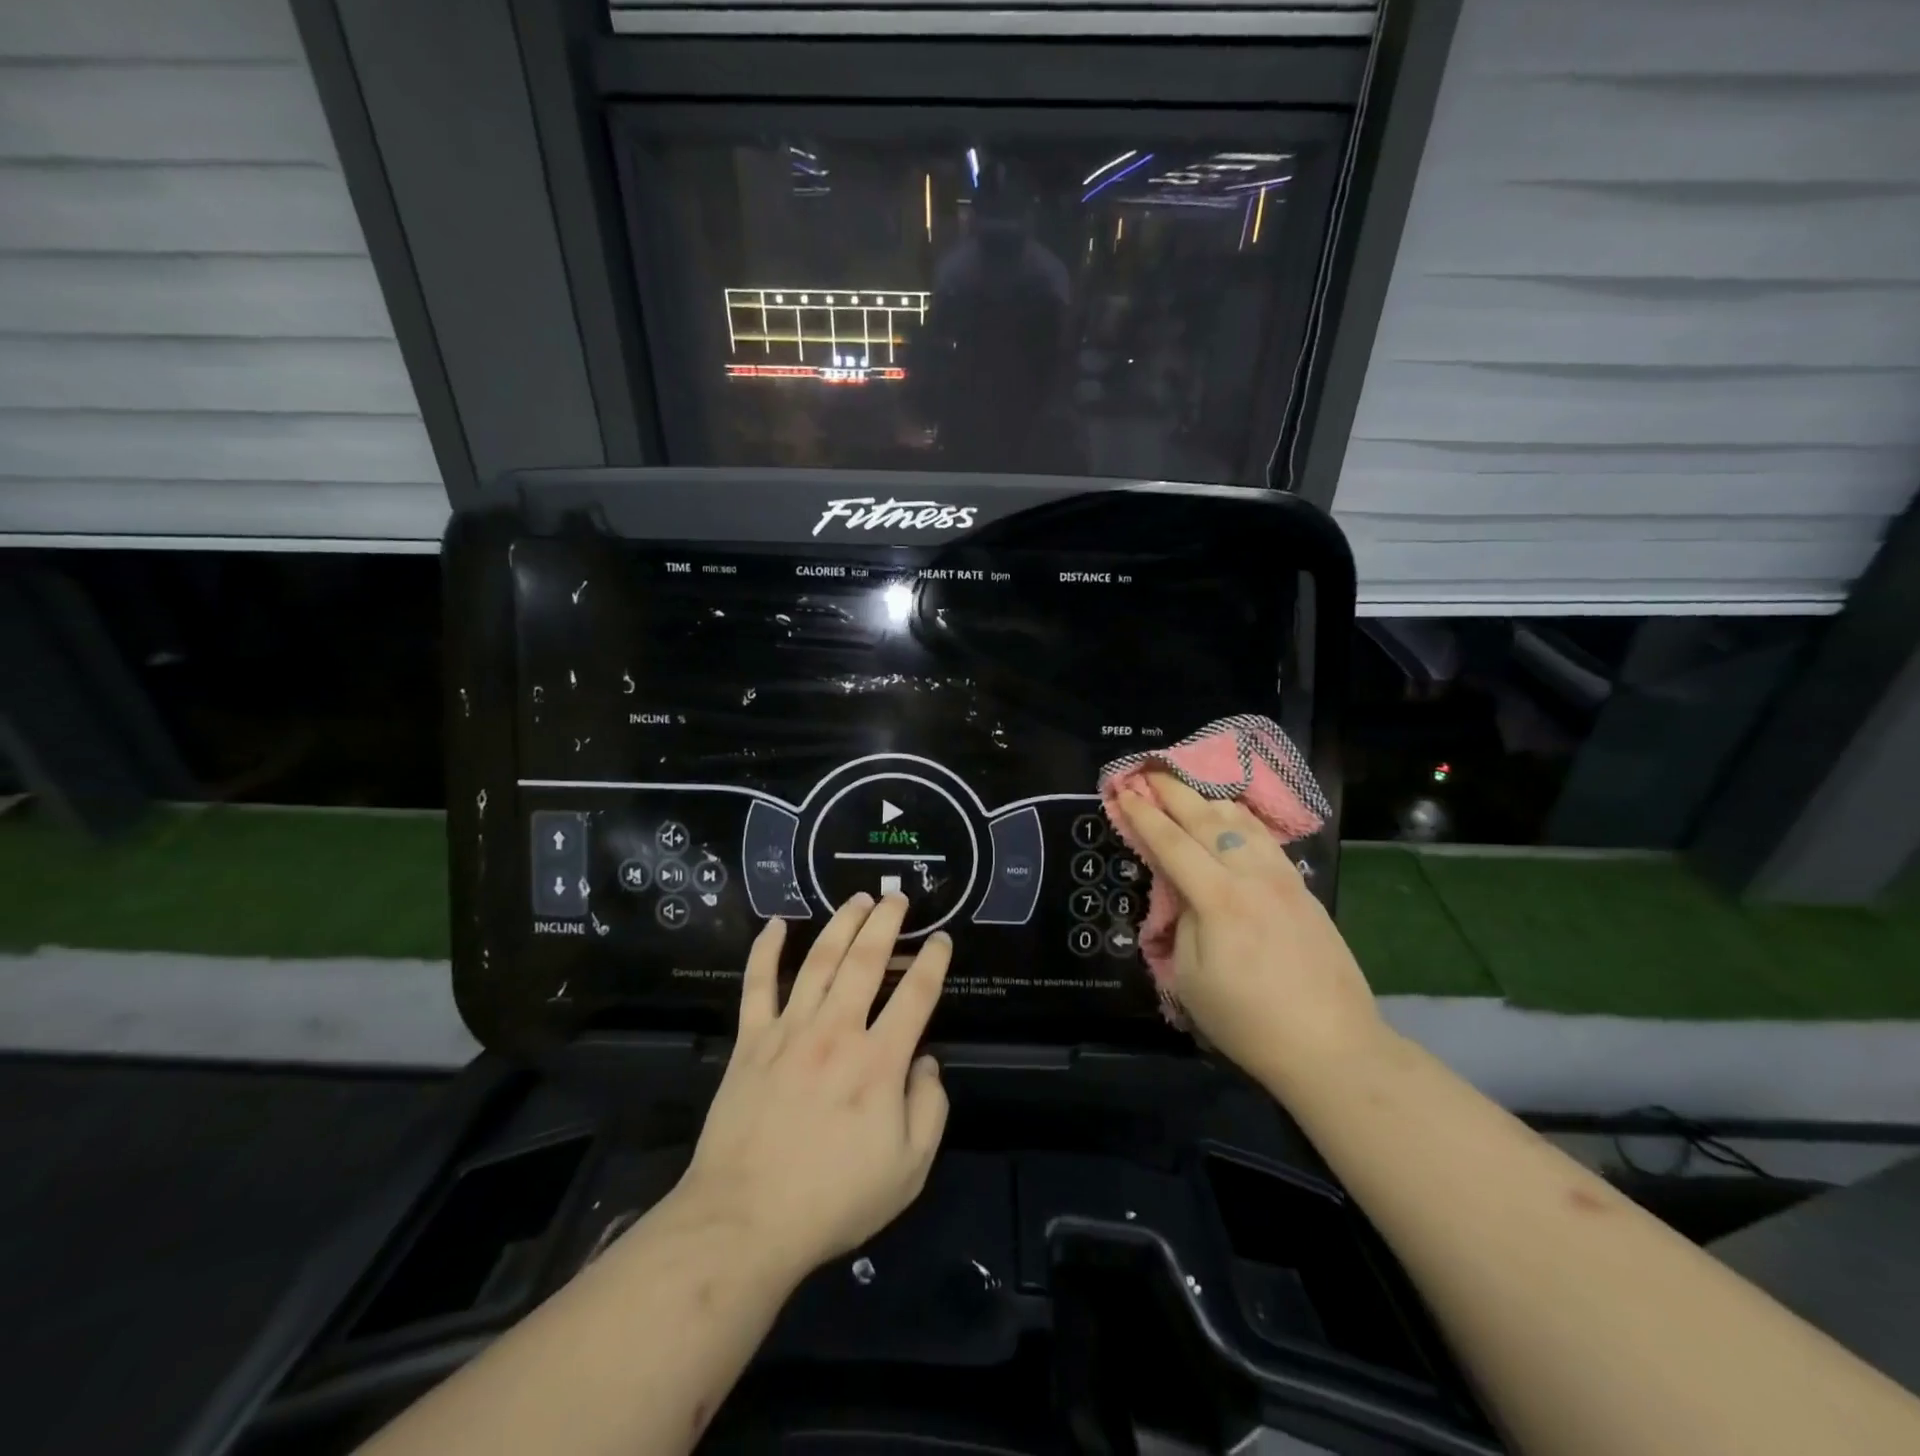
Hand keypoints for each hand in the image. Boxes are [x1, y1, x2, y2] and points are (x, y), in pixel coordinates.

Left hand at [675, 894, 949, 1283]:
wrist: (744, 1221)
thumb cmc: (833, 1200)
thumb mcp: (908, 1170)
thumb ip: (929, 1110)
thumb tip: (926, 1063)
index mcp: (879, 1061)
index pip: (916, 995)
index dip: (933, 962)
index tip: (941, 939)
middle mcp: (837, 1031)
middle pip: (866, 960)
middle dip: (885, 922)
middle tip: (897, 896)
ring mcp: (789, 1031)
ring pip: (819, 960)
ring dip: (840, 924)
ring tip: (856, 899)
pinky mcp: (751, 1041)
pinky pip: (757, 985)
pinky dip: (765, 951)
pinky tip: (776, 924)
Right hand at [1114, 773, 1382, 1091]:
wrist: (1332, 1047)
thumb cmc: (1248, 1021)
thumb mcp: (1190, 978)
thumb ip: (1182, 922)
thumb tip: (1183, 892)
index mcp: (1219, 899)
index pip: (1172, 843)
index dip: (1144, 816)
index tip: (1124, 791)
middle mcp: (1253, 876)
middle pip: (1208, 820)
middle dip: (1175, 792)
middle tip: (1150, 771)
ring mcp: (1285, 879)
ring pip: (1243, 822)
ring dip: (1210, 798)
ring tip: (1189, 786)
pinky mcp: (1304, 890)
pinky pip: (1266, 839)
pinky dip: (1242, 819)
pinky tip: (1234, 817)